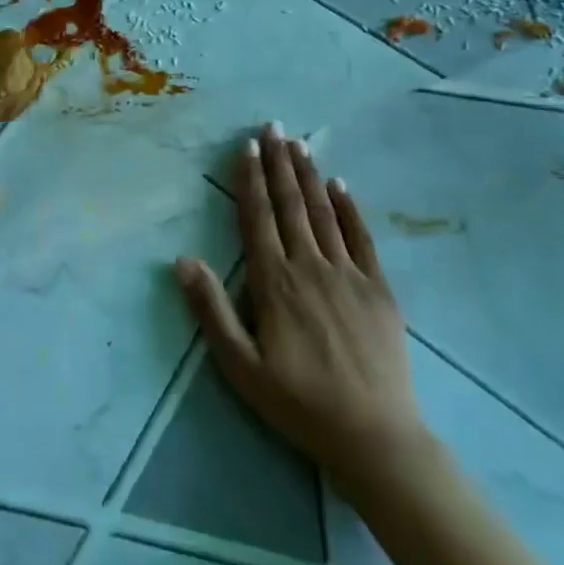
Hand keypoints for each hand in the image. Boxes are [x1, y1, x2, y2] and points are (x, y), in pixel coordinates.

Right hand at [176, 125, 428, 483]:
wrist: (374, 437)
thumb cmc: (298, 403)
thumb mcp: (241, 366)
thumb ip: (211, 310)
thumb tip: (183, 260)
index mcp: (274, 283)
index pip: (258, 219)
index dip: (251, 180)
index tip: (247, 147)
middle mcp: (310, 267)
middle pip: (290, 205)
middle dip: (279, 164)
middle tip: (272, 127)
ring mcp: (348, 274)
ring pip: (323, 213)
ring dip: (308, 176)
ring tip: (299, 144)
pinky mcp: (379, 288)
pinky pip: (362, 237)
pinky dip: (349, 208)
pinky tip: (340, 184)